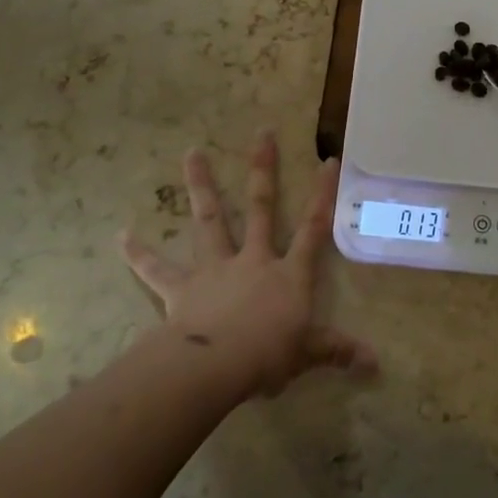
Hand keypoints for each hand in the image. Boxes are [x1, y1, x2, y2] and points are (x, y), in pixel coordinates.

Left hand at [122, 132, 375, 399]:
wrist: (216, 365)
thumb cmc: (268, 355)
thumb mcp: (308, 353)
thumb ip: (338, 350)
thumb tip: (376, 363)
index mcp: (288, 274)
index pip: (313, 228)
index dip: (322, 195)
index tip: (327, 160)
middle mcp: (253, 260)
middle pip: (261, 207)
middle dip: (263, 169)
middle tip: (262, 132)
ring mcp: (216, 268)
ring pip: (210, 221)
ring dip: (201, 186)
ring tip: (191, 152)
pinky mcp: (182, 287)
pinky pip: (157, 269)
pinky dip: (139, 253)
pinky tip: (121, 235)